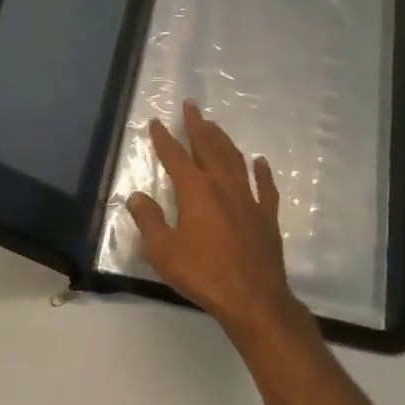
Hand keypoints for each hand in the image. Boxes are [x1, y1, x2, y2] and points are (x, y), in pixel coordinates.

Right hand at [126, 102, 306, 338]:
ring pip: (235, 160)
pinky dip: (262, 171)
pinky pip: (265, 187)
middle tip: (191, 106)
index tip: (156, 122)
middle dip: (197, 125)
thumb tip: (137, 197)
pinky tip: (260, 162)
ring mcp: (248, 198)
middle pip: (208, 147)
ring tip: (214, 126)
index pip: (175, 157)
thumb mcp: (163, 252)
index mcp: (195, 191)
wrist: (252, 298)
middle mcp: (222, 185)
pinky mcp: (267, 215)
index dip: (164, 139)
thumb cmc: (203, 274)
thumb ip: (149, 221)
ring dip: (223, 140)